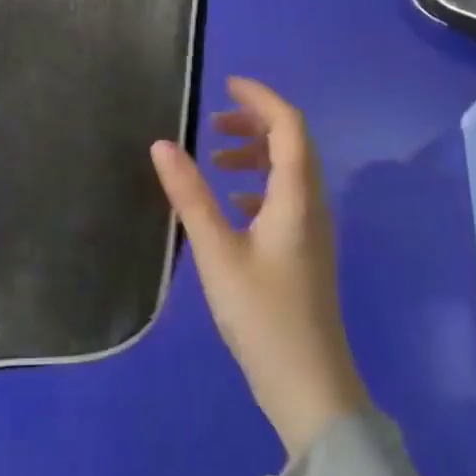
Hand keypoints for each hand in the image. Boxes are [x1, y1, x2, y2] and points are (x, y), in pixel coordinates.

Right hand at [151, 78, 367, 457]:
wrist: (311, 390)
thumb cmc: (263, 316)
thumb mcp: (217, 253)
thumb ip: (189, 195)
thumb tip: (162, 144)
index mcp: (296, 197)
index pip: (289, 126)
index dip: (260, 99)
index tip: (226, 85)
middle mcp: (312, 205)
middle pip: (292, 143)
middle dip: (254, 124)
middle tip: (213, 123)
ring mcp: (313, 230)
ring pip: (289, 171)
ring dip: (255, 154)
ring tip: (214, 160)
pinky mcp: (306, 252)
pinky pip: (286, 198)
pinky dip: (258, 185)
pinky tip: (231, 204)